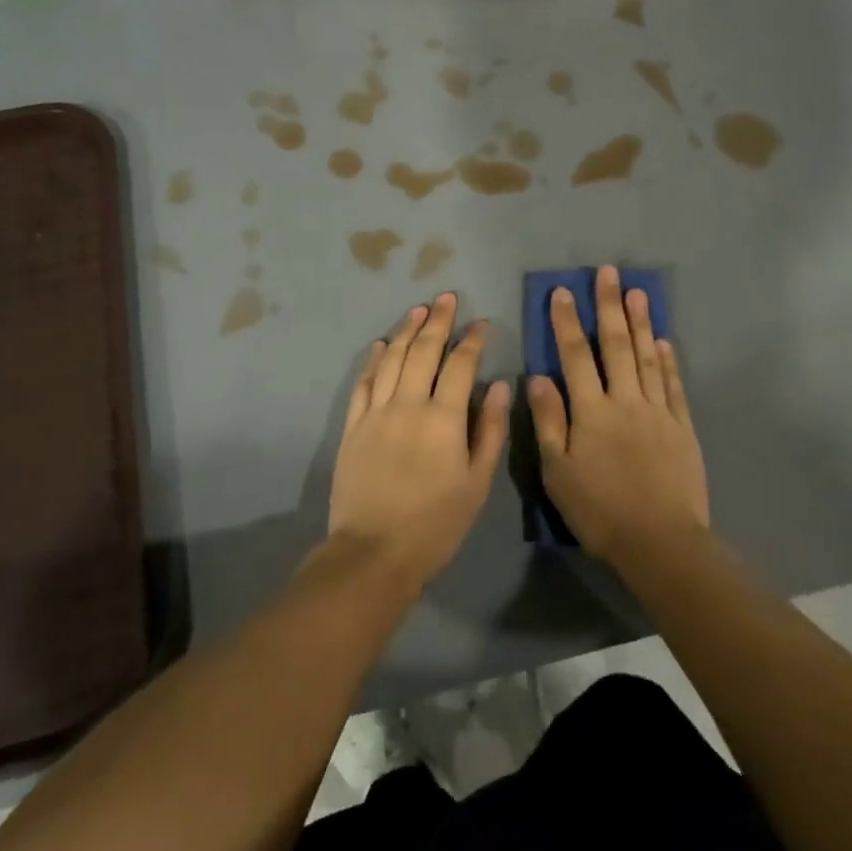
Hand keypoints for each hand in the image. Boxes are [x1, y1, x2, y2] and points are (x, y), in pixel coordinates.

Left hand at [330, 294, 510, 589]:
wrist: (374, 552)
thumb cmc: (436, 523)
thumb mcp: (477, 483)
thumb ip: (489, 430)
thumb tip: (498, 385)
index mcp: (443, 417)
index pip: (461, 364)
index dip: (472, 339)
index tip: (481, 323)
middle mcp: (408, 404)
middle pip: (423, 350)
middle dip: (438, 321)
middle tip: (447, 298)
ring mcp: (376, 412)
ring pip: (391, 358)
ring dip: (406, 330)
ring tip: (418, 310)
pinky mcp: (353, 425)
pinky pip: (363, 382)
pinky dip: (373, 360)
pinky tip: (379, 345)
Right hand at [529, 265, 709, 568]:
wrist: (660, 541)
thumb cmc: (600, 509)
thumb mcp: (557, 471)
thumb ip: (548, 421)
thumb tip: (539, 377)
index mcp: (591, 411)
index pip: (576, 356)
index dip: (568, 322)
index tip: (564, 291)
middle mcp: (625, 400)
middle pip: (616, 345)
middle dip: (610, 306)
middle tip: (609, 272)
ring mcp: (658, 411)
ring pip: (647, 357)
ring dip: (641, 322)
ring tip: (638, 292)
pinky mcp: (682, 427)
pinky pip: (673, 385)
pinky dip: (668, 360)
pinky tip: (665, 340)